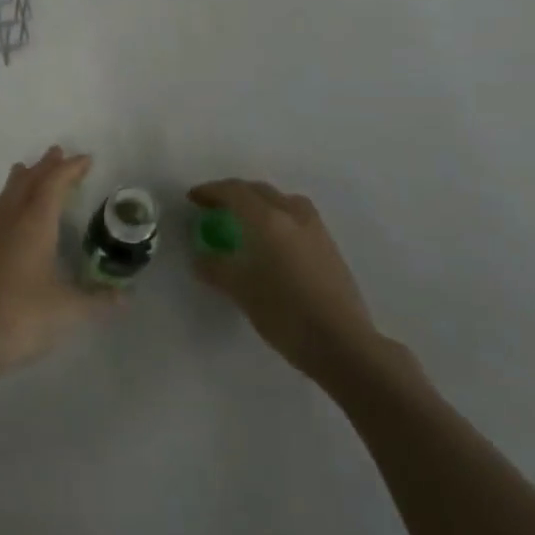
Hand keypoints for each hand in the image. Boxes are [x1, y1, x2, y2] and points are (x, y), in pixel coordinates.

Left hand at [0, 146, 113, 377]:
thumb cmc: (23, 315)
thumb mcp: (69, 309)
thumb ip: (98, 300)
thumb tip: (126, 296)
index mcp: (34, 224)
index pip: (53, 184)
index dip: (70, 169)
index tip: (86, 159)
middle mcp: (11, 222)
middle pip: (27, 182)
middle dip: (45, 167)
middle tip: (58, 153)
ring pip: (9, 195)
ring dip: (23, 179)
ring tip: (28, 169)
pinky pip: (1, 211)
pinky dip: (12, 199)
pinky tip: (14, 214)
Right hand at [187, 178, 386, 386]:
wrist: (341, 343)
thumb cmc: (284, 312)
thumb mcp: (240, 290)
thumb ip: (216, 268)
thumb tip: (201, 259)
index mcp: (268, 219)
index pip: (235, 192)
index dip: (211, 191)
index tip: (193, 199)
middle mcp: (293, 215)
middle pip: (259, 191)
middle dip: (234, 194)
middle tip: (214, 207)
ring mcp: (315, 230)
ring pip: (283, 201)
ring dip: (260, 203)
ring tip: (245, 220)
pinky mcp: (329, 247)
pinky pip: (296, 218)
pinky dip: (278, 217)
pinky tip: (272, 242)